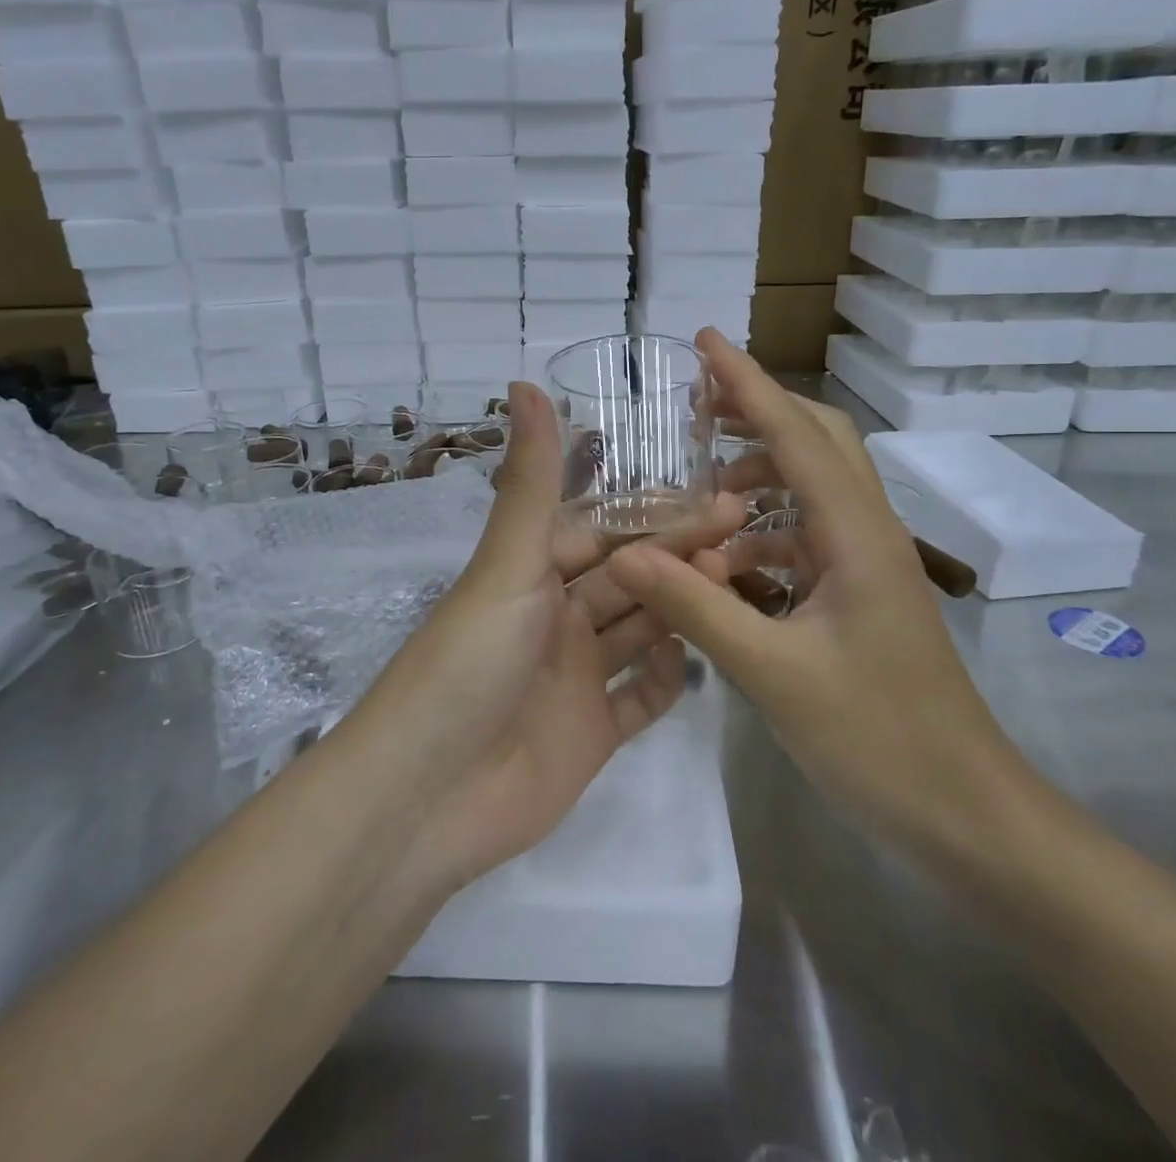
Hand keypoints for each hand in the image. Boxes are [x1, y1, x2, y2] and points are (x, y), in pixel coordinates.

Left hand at [349, 381, 746, 887]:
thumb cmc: (470, 664)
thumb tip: (525, 380)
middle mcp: (555, 620)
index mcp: (532, 575)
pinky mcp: (591, 736)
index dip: (656, 512)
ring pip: (639, 630)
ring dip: (682, 607)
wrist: (430, 796)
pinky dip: (667, 679)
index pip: (604, 530)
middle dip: (680, 553)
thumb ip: (530, 481)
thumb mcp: (507, 565)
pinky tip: (700, 659)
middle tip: (744, 530)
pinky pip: (640, 700)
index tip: (718, 492)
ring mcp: (575, 680)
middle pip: (629, 577)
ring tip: (735, 582)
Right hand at [606, 331, 1028, 854]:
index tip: (705, 341)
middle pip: (817, 442)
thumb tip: (628, 554)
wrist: (966, 815)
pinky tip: (724, 566)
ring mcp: (867, 566)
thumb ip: (698, 610)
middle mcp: (868, 535)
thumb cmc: (880, 741)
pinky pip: (805, 540)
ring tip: (699, 489)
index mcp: (856, 536)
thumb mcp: (776, 676)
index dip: (748, 383)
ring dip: (757, 476)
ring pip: (812, 490)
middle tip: (696, 407)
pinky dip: (762, 535)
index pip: (797, 435)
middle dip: (758, 412)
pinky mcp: (860, 597)